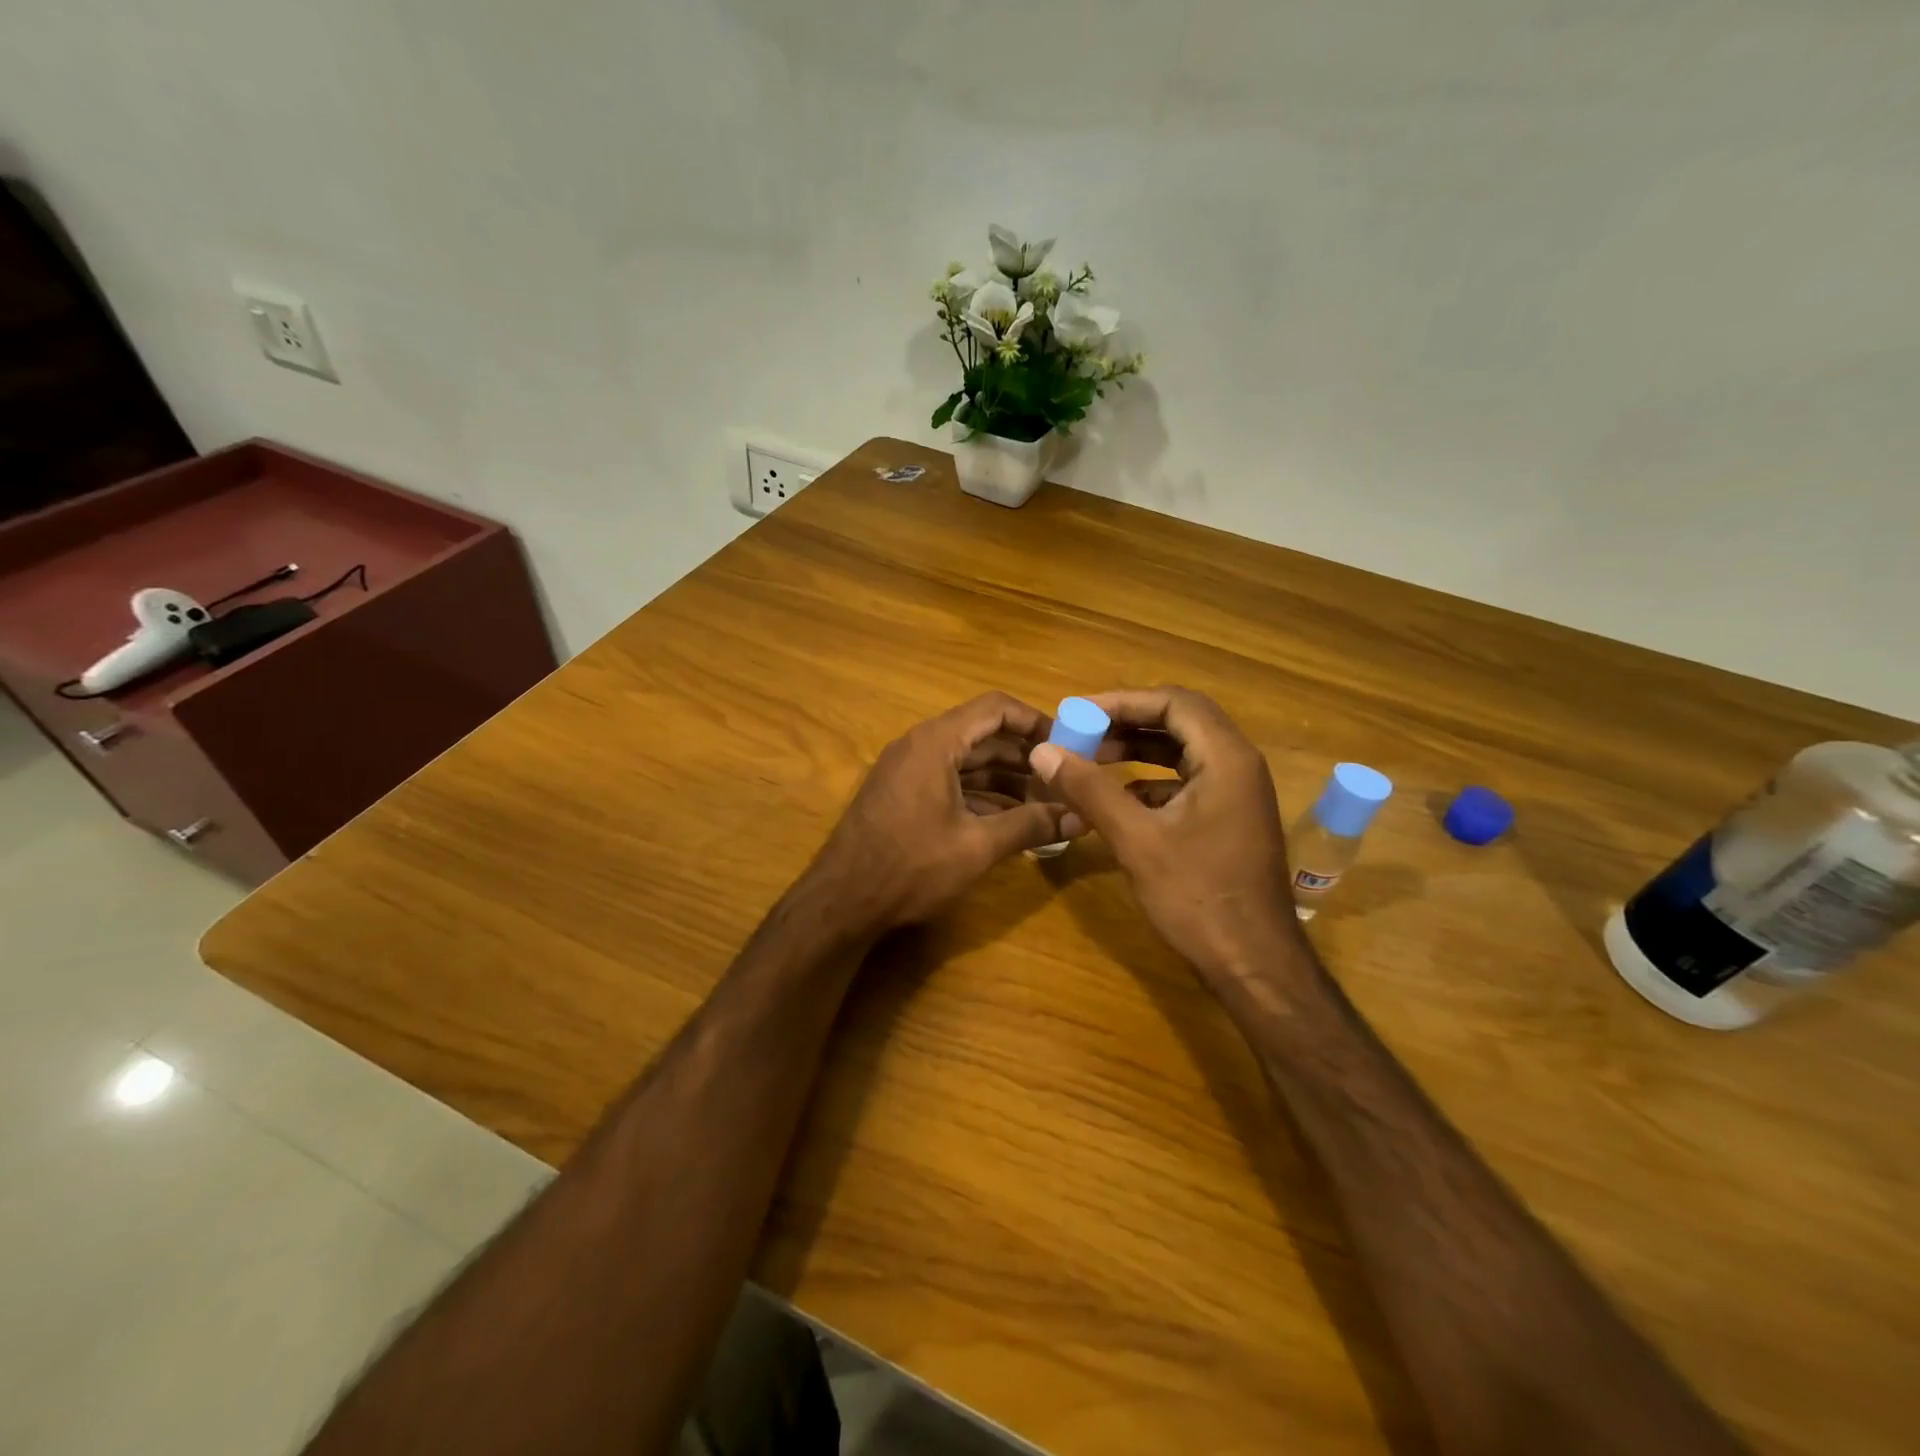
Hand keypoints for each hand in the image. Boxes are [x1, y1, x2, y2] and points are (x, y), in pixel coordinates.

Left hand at [810, 693, 1073, 930]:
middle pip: (983, 735)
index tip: (1068, 743)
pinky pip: (950, 781)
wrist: (842, 901)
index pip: (995, 708)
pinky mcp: (902, 795)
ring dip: (1006, 778)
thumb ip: (1030, 825)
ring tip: (1046, 802)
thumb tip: (1081, 818)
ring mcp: (908, 771)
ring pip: (967, 761)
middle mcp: (920, 746)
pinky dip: (981, 794)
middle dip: (1026, 756)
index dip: (1035, 720)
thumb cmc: (911, 866)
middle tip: (1065, 778)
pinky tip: (1009, 818)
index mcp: (936, 742)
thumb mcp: (977, 846)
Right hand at [1029, 686, 1308, 979]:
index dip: (1123, 700)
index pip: (1174, 702)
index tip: (1079, 712)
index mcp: (1226, 758)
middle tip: (1082, 732)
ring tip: (1092, 758)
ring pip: (1183, 751)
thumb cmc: (1197, 897)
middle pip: (1181, 721)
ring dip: (1139, 750)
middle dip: (1129, 721)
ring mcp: (1237, 793)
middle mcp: (1238, 765)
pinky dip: (1151, 781)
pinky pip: (1187, 781)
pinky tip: (1118, 799)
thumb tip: (1043, 750)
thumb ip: (1089, 789)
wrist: (1254, 963)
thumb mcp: (1136, 840)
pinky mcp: (1229, 818)